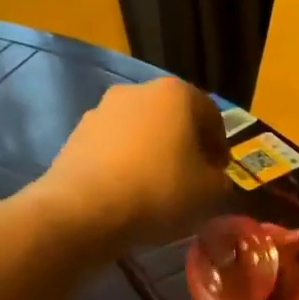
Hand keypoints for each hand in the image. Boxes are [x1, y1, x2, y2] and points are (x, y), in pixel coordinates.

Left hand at [39, 77, 229, 247]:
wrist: (86, 209)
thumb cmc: (160, 191)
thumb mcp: (210, 193)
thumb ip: (221, 181)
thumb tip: (214, 178)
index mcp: (177, 94)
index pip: (211, 116)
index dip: (220, 146)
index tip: (220, 173)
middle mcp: (138, 91)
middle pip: (173, 118)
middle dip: (185, 145)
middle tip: (193, 179)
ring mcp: (102, 110)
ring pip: (141, 131)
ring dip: (154, 153)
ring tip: (159, 188)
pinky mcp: (77, 134)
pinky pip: (115, 148)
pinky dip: (127, 164)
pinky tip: (130, 192)